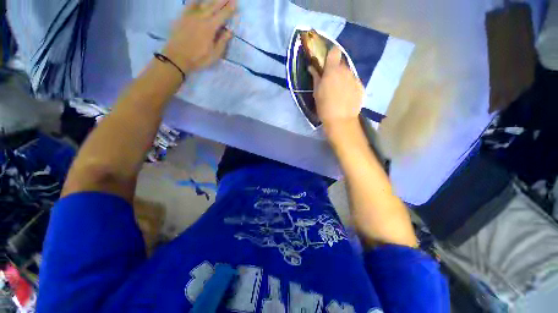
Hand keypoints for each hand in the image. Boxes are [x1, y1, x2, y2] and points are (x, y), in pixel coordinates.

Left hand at [163, 0, 235, 72]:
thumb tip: (230, 31)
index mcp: (210, 28)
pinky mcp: (183, 16)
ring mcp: (191, 15)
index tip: (236, 2)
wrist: (177, 57)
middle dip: (223, 0)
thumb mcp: (214, 55)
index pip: (222, 16)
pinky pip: (190, 4)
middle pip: (214, 6)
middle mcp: (201, 18)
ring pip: (203, 3)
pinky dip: (195, 0)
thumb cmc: (198, 58)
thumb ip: (222, 42)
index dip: (230, 9)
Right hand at [309, 47, 363, 132]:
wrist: (341, 120)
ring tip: (339, 92)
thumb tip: (312, 67)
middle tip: (330, 82)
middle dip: (336, 70)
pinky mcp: (361, 87)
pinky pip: (353, 82)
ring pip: (348, 73)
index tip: (326, 63)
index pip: (334, 51)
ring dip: (343, 78)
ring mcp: (355, 79)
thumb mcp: (316, 93)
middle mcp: (346, 71)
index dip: (330, 55)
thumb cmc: (324, 107)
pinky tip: (346, 97)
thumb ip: (316, 78)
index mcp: (332, 70)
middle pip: (341, 64)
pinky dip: (349, 86)